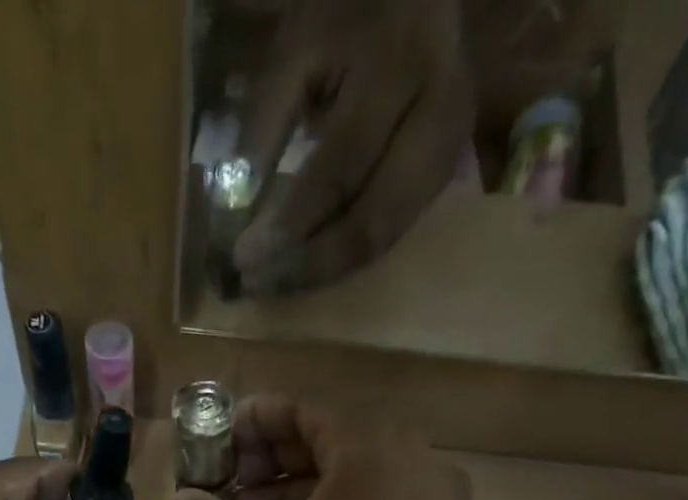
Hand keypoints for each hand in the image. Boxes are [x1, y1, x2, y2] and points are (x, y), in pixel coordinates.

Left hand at [232, 0, 473, 294]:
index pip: (338, 171)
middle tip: (259, 284)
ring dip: (327, 272)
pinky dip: (347, 259)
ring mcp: (451, 145)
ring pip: (387, 236)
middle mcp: (438, 110)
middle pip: (372, 219)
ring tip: (277, 284)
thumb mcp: (297, 51)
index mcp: (398, 69)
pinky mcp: (449, 169)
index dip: (289, 224)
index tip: (241, 258)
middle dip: (310, 264)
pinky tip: (309, 270)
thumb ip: (266, 127)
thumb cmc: (345, 16)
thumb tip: (235, 211)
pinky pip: (394, 234)